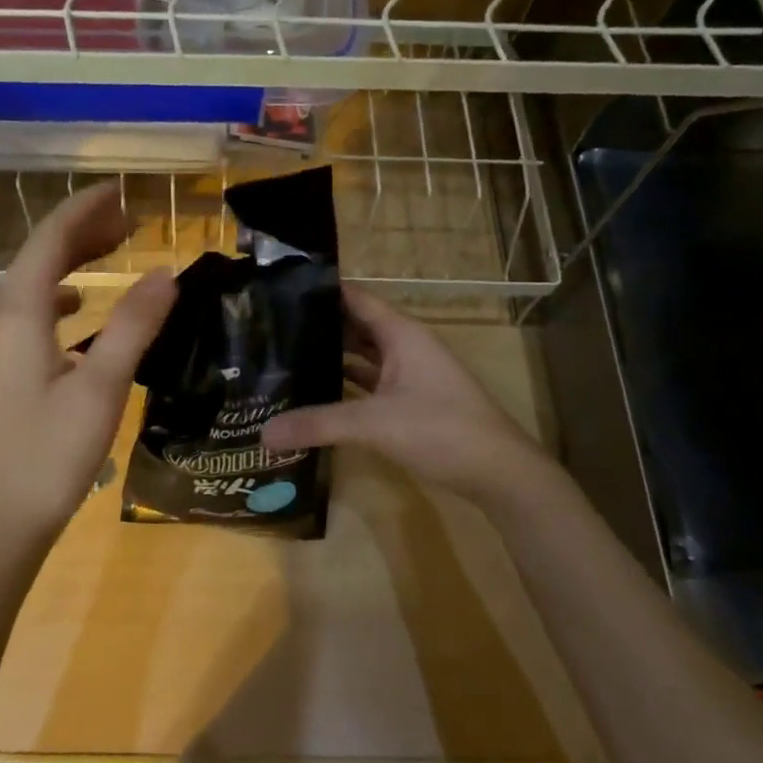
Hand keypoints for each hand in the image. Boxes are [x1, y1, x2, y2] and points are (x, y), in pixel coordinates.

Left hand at [0, 185, 175, 552]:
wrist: (0, 521)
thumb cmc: (52, 454)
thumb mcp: (101, 387)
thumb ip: (133, 325)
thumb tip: (165, 273)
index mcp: (16, 315)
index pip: (49, 240)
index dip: (84, 210)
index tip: (121, 192)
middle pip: (37, 257)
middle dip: (81, 232)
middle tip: (129, 219)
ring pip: (32, 286)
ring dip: (70, 262)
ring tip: (113, 251)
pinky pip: (29, 314)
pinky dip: (59, 298)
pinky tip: (80, 310)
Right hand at [261, 284, 549, 507]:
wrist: (498, 472)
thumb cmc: (442, 430)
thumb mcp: (374, 424)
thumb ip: (318, 425)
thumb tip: (263, 433)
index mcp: (401, 334)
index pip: (355, 298)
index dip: (321, 290)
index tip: (278, 290)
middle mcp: (405, 347)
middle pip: (355, 327)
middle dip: (318, 326)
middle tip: (269, 329)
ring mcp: (409, 376)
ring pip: (362, 357)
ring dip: (331, 358)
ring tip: (284, 358)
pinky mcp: (409, 403)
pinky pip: (369, 385)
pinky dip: (345, 387)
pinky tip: (315, 394)